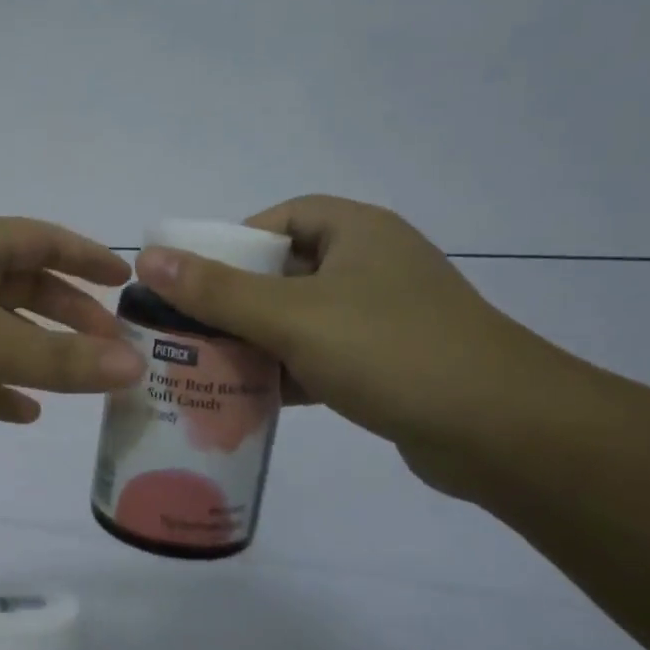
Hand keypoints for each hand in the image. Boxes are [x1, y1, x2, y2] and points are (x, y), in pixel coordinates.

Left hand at [0, 214, 143, 443]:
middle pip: (23, 284)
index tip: (124, 283)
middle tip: (109, 345)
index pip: (45, 239)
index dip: (87, 258)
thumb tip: (135, 366)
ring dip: (35, 353)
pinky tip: (22, 412)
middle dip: (67, 314)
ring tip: (79, 382)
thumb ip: (62, 358)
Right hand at [132, 196, 564, 453]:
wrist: (501, 431)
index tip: (193, 281)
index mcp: (356, 233)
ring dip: (255, 344)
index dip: (233, 243)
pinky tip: (248, 400)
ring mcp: (382, 318)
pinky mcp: (388, 365)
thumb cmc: (391, 351)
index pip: (281, 218)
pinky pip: (320, 359)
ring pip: (299, 321)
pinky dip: (286, 375)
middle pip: (284, 273)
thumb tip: (148, 258)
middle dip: (233, 303)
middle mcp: (371, 266)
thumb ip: (217, 291)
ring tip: (203, 368)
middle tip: (186, 331)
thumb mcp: (293, 317)